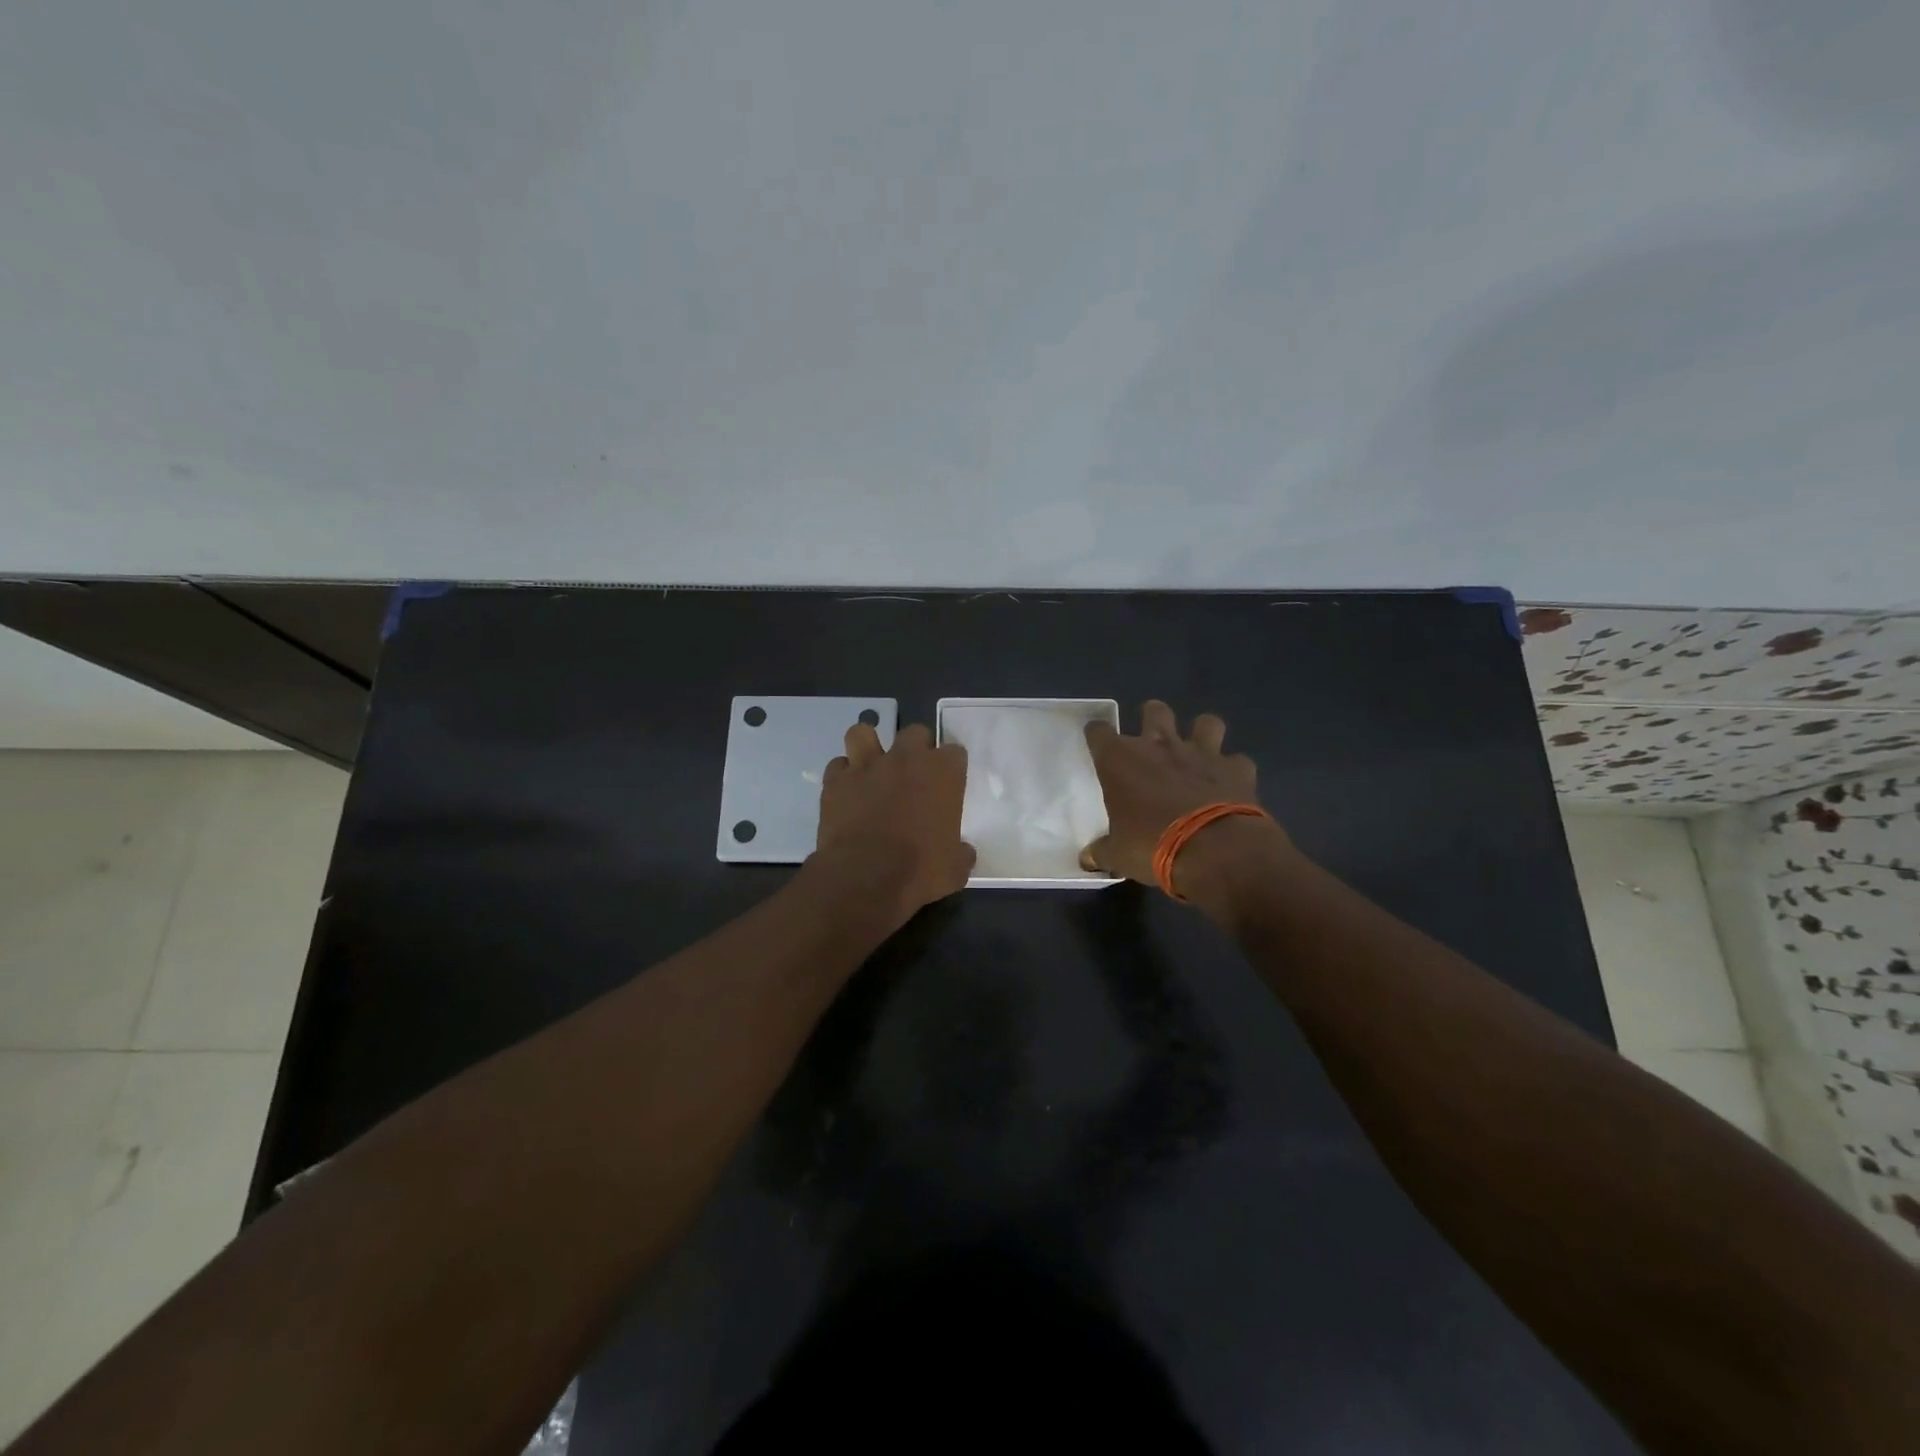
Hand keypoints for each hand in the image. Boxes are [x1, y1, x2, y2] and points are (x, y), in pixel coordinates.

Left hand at [815, 721, 975, 926]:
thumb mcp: (955, 869)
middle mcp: (906, 759)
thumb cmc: (920, 871)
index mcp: (943, 773)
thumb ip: (961, 852)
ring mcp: (867, 766)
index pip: (954, 752)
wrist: (865, 878)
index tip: (948, 785)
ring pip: (864, 733)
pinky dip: (843, 776)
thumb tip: (963, 852)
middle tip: (913, 775)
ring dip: (869, 747)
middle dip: (916, 749)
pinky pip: (838, 766)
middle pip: (915, 733)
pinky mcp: (835, 781)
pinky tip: (847, 792)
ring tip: (872, 767)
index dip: (951, 768)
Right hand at [1081, 700, 1287, 896]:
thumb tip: (1088, 858)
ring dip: (1202, 733)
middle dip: (1152, 717)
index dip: (1097, 735)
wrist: (1214, 852)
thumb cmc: (1152, 846)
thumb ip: (1102, 851)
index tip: (1097, 742)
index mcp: (1121, 760)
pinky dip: (1233, 770)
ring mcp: (1202, 754)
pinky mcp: (1237, 769)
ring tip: (1198, 752)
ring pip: (1206, 723)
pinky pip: (1237, 761)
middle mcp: (1160, 746)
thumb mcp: (1118, 855)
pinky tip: (1230, 784)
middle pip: (1155, 710)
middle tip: (1151, 738)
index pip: (1099, 731)